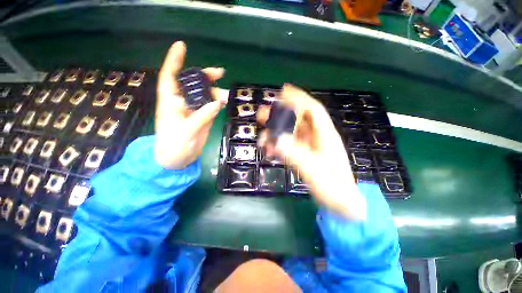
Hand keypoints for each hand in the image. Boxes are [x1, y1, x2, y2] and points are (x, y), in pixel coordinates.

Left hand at [155, 41, 225, 168]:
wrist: (178, 160)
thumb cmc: (173, 146)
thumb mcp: (186, 131)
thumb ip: (202, 116)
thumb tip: (218, 102)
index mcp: (170, 102)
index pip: (170, 76)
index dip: (175, 61)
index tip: (182, 46)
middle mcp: (182, 102)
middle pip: (193, 83)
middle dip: (205, 76)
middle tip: (220, 73)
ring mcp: (194, 109)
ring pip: (205, 94)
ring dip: (215, 92)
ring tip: (226, 96)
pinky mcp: (202, 117)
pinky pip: (211, 106)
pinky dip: (218, 102)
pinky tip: (224, 101)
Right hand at [257, 84, 366, 219]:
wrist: (341, 204)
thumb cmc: (334, 189)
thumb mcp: (315, 172)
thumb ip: (296, 156)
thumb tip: (276, 140)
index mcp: (326, 137)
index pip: (312, 110)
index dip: (299, 98)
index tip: (283, 91)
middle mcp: (317, 138)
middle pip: (298, 120)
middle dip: (280, 115)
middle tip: (262, 115)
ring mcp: (310, 147)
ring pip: (291, 133)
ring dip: (276, 133)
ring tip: (261, 138)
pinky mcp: (305, 155)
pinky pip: (290, 146)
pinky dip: (278, 146)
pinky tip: (269, 151)